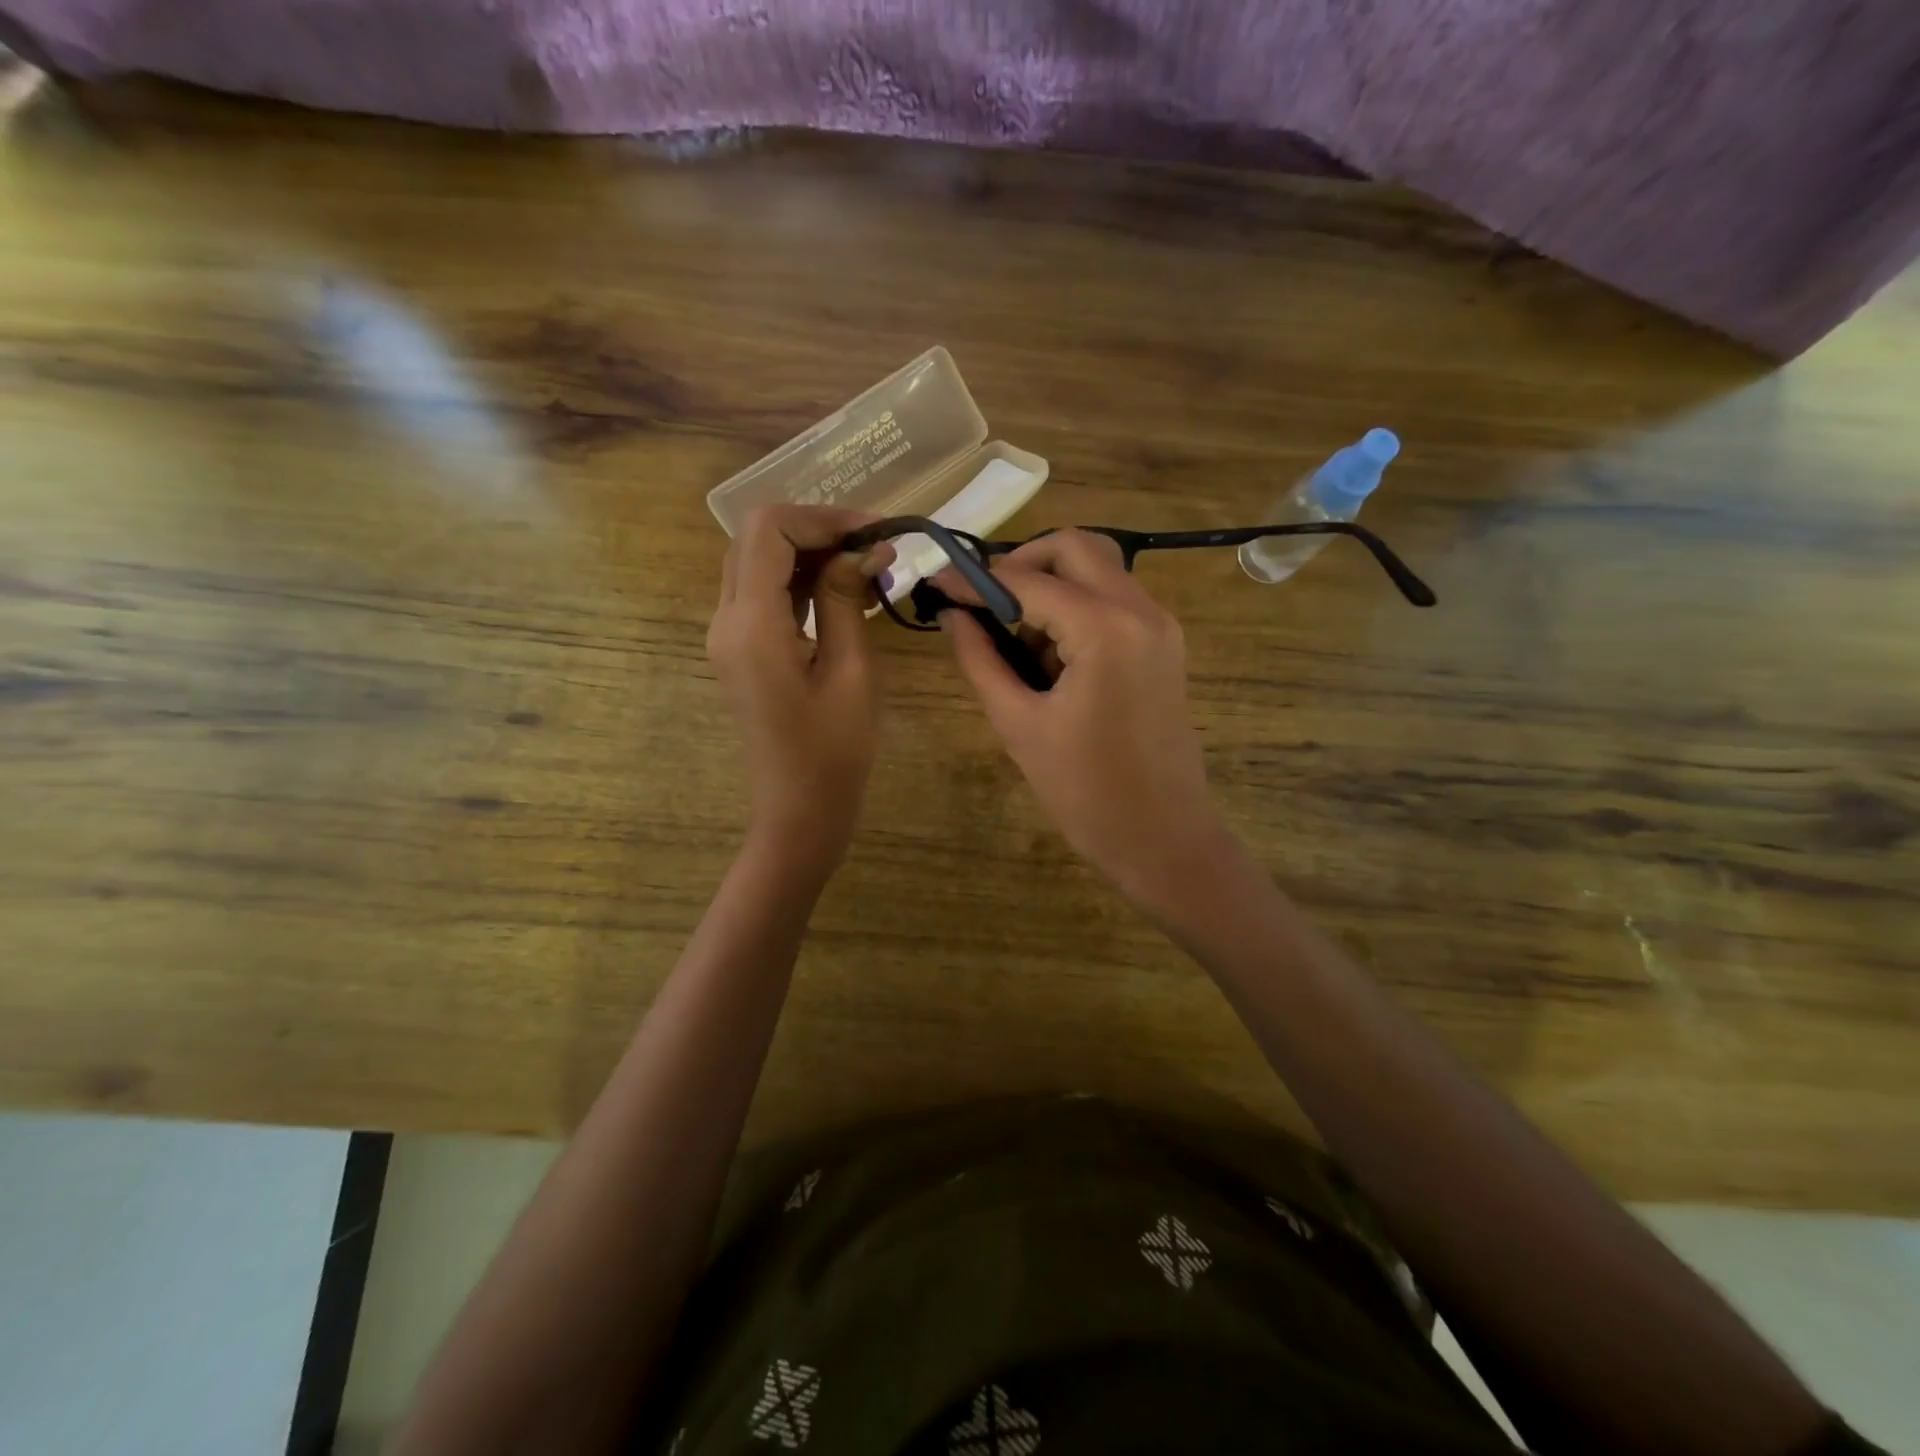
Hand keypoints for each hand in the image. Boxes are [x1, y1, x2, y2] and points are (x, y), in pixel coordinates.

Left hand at [707, 506, 893, 863]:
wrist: (799, 811)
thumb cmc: (834, 752)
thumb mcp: (852, 672)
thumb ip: (848, 599)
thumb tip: (866, 548)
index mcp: (751, 625)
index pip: (769, 530)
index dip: (822, 519)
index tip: (874, 534)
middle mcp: (726, 620)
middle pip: (756, 538)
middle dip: (815, 531)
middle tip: (873, 548)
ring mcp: (727, 636)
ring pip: (758, 562)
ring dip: (809, 554)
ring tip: (867, 570)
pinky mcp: (739, 650)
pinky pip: (762, 594)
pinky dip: (799, 580)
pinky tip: (844, 593)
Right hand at [939, 530, 1234, 907]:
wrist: (1164, 838)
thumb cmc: (1085, 792)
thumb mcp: (1018, 724)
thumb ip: (980, 659)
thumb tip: (952, 614)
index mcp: (1105, 629)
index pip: (1027, 580)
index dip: (975, 579)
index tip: (936, 583)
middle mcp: (1141, 610)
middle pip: (1074, 548)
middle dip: (1021, 564)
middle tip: (984, 604)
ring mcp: (1160, 625)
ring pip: (1098, 569)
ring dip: (1052, 586)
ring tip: (1017, 640)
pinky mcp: (1165, 645)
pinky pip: (1115, 600)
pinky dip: (1077, 608)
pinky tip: (1052, 656)